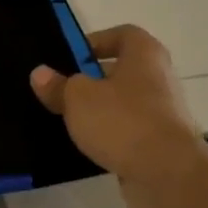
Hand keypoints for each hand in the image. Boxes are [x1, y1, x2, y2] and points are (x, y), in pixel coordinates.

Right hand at [31, 24, 207, 207]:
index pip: (122, 34)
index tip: (69, 59)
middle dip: (91, 79)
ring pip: (124, 102)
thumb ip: (58, 85)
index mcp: (145, 54)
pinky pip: (129, 130)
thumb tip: (40, 73)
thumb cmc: (122, 121)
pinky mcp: (160, 142)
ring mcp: (163, 111)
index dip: (95, 42)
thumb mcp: (78, 98)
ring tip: (69, 119)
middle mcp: (159, 77)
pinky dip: (111, 134)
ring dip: (99, 109)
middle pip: (121, 70)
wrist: (167, 173)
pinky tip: (88, 144)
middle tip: (61, 90)